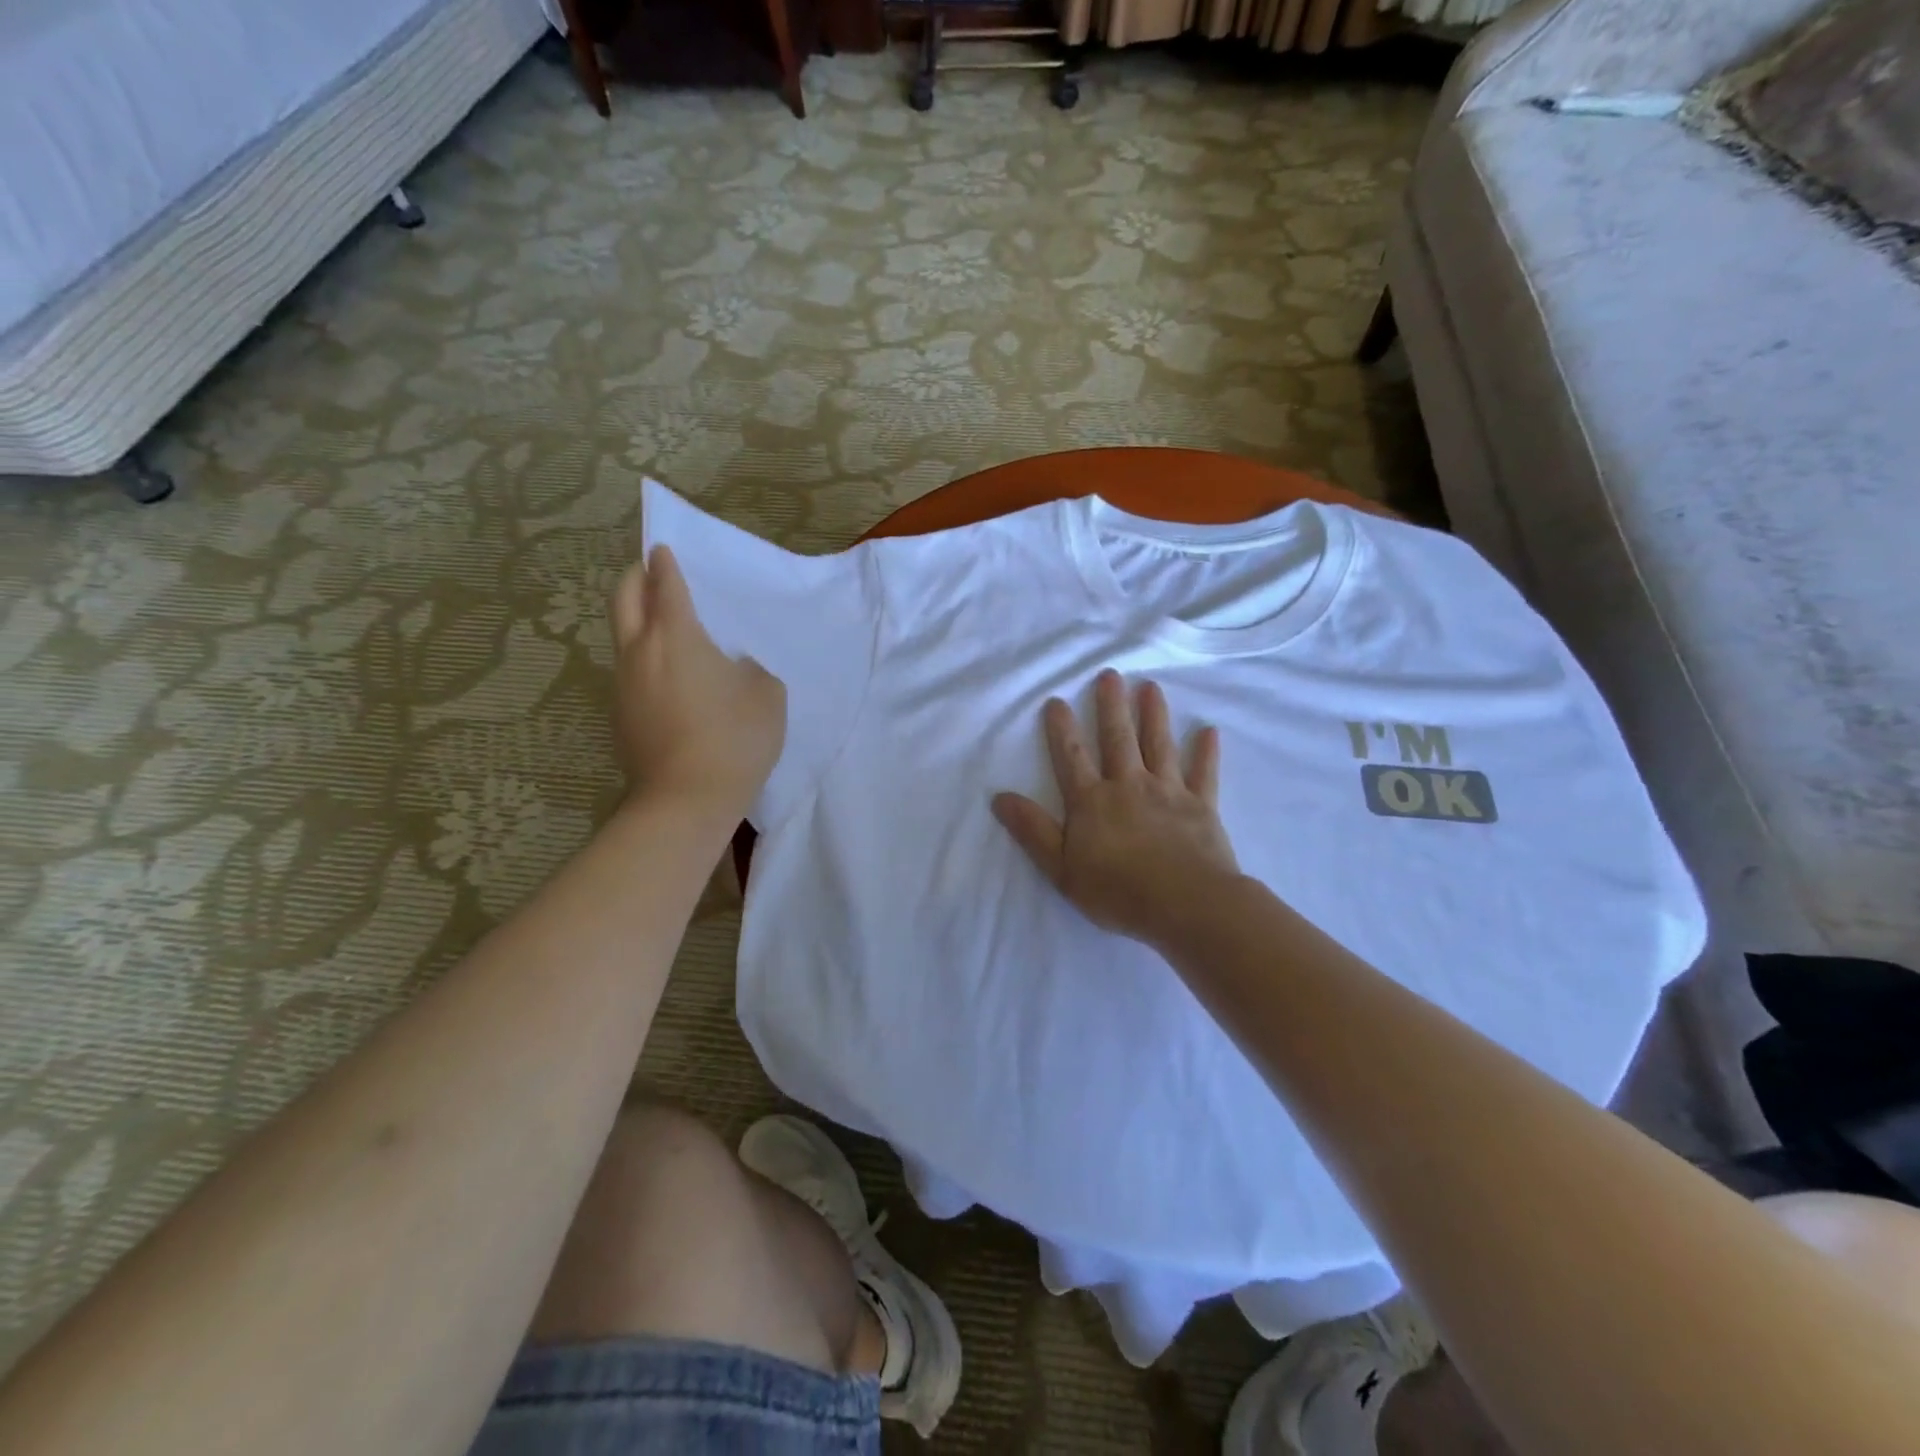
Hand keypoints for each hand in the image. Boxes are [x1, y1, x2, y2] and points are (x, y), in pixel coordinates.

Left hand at [609, 545, 784, 820]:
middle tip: (650, 572)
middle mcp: (640, 651)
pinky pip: (629, 671)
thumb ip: (751, 669)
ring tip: (664, 628)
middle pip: (624, 598)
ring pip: (622, 635)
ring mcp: (623, 684)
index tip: (663, 549)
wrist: (685, 799)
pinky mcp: (619, 714)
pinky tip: (668, 679)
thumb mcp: (767, 696)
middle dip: (635, 577)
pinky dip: (643, 660)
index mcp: (677, 636)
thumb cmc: (734, 738)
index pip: (666, 584)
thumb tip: (734, 668)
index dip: (665, 563)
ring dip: (637, 620)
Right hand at [993, 669, 1237, 948]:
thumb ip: (1033, 831)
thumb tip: (1000, 797)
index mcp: (1092, 802)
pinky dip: (1206, 752)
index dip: (1062, 729)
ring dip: (1154, 715)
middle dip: (1111, 706)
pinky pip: (1204, 773)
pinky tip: (1210, 731)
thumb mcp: (1061, 868)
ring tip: (1150, 687)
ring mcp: (1168, 792)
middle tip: (1110, 675)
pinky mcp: (1202, 806)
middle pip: (1118, 740)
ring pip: (1159, 745)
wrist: (1186, 905)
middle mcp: (1129, 786)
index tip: (1057, 700)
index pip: (1072, 758)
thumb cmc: (1118, 891)